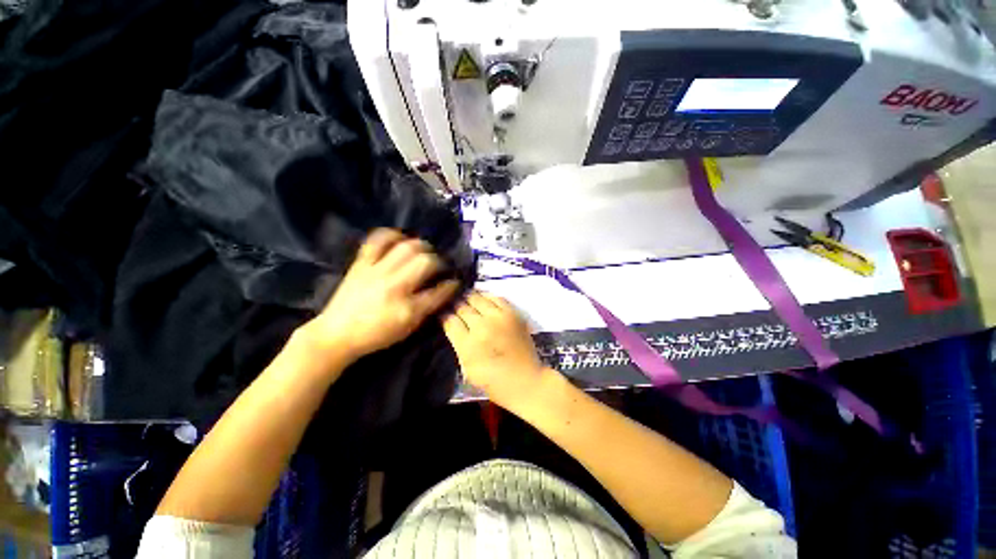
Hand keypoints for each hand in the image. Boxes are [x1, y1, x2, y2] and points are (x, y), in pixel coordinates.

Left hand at [301, 229, 459, 364]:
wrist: (336, 334)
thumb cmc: (376, 335)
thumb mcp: (408, 328)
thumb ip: (428, 308)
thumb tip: (444, 290)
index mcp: (408, 308)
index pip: (439, 291)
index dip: (452, 284)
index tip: (455, 281)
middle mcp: (395, 286)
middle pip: (425, 262)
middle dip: (439, 261)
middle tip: (440, 265)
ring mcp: (376, 272)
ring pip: (407, 247)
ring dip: (421, 246)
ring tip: (425, 251)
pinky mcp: (361, 264)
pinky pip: (377, 240)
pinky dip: (392, 235)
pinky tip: (401, 239)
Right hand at [441, 291, 550, 410]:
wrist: (525, 380)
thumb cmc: (493, 381)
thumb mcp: (467, 368)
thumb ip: (458, 345)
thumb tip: (452, 326)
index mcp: (468, 344)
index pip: (450, 321)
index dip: (444, 316)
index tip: (443, 315)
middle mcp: (481, 327)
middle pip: (462, 307)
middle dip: (455, 305)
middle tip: (454, 306)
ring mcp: (498, 318)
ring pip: (478, 298)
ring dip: (469, 298)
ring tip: (466, 298)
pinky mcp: (512, 313)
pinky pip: (496, 297)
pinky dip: (487, 296)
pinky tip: (483, 298)